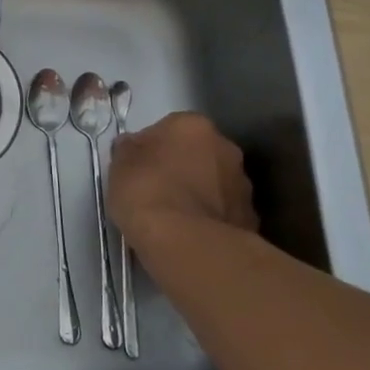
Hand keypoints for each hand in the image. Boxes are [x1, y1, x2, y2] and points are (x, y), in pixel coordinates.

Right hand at [107, 112, 256, 261]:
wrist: (187, 244)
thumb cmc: (147, 193)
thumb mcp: (119, 165)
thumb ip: (128, 150)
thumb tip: (132, 146)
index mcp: (193, 125)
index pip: (169, 129)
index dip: (152, 149)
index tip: (138, 170)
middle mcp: (225, 147)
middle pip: (197, 153)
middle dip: (181, 168)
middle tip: (157, 192)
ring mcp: (242, 184)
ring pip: (214, 183)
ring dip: (199, 193)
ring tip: (175, 219)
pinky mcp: (250, 218)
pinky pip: (223, 212)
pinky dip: (210, 219)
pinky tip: (191, 236)